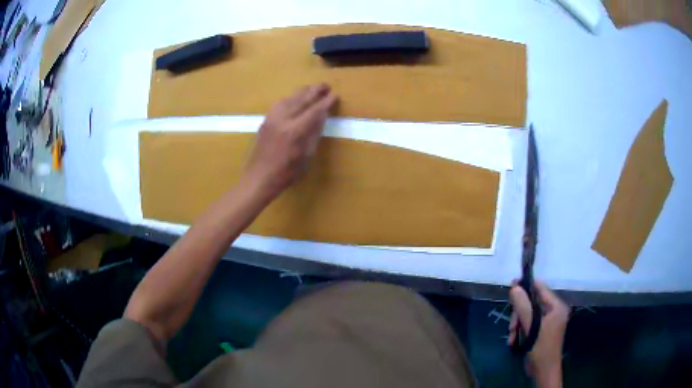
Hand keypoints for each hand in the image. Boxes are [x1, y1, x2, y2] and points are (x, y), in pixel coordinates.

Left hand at [244, 84, 337, 198]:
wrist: (259, 178)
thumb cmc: (286, 173)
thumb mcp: (306, 156)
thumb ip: (313, 135)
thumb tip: (321, 118)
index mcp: (295, 131)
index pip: (314, 111)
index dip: (326, 103)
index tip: (335, 95)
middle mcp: (283, 120)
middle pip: (301, 100)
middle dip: (315, 91)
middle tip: (325, 85)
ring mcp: (272, 119)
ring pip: (289, 99)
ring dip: (302, 92)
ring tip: (311, 88)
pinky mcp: (265, 121)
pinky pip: (278, 104)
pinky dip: (289, 98)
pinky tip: (293, 98)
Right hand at [508, 281, 569, 386]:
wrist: (543, 371)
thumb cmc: (541, 348)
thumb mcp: (531, 327)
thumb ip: (523, 306)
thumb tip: (514, 287)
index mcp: (556, 306)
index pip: (541, 288)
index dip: (526, 285)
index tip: (511, 285)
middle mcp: (553, 311)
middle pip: (532, 303)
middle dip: (519, 313)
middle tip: (512, 325)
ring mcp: (547, 321)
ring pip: (528, 314)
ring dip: (517, 324)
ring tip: (511, 336)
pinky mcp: (541, 331)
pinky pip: (528, 324)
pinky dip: (519, 330)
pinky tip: (513, 340)